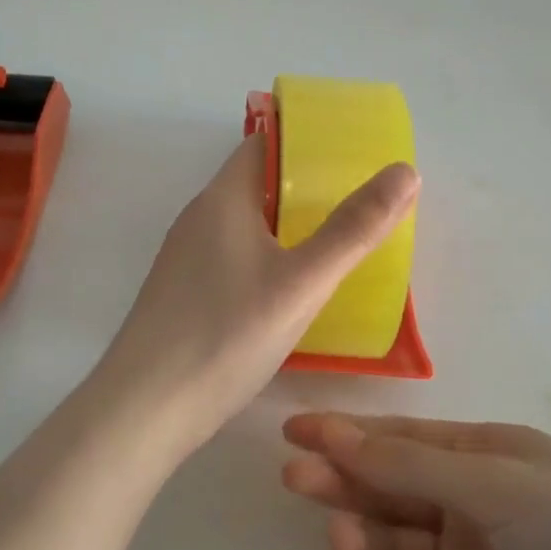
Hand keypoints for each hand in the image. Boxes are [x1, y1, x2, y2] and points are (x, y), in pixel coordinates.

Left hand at [96, 137, 418, 451]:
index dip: (304, 141)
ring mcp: (186, 257)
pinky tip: (291, 288)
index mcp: (221, 198)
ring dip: (286, 225)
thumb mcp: (302, 282)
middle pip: (255, 183)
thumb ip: (354, 228)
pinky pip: (233, 256)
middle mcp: (199, 218)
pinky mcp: (184, 292)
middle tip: (357, 201)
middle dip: (304, 187)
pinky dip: (267, 256)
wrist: (145, 408)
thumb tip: (404, 172)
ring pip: (245, 224)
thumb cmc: (226, 334)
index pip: (262, 144)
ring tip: (336, 241)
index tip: (349, 152)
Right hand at [281, 414, 550, 549]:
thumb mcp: (494, 484)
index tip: (295, 430)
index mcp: (483, 455)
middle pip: (391, 487)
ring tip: (341, 542)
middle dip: (345, 481)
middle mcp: (471, 503)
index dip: (348, 432)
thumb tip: (334, 434)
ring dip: (363, 537)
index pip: (400, 438)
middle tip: (296, 480)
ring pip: (397, 543)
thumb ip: (409, 465)